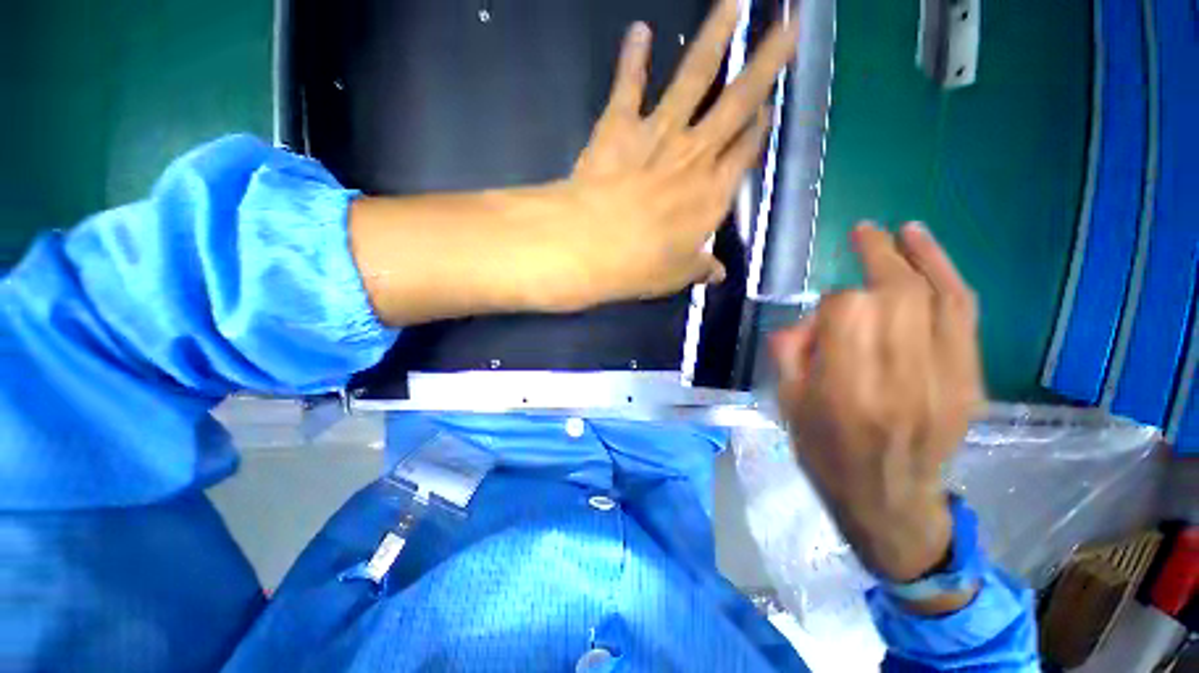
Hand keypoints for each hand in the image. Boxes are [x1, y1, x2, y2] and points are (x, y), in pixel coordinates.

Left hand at [533, 1, 798, 309]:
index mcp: (712, 194)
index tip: (769, 107)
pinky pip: (629, 86)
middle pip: (737, 102)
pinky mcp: (619, 126)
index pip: (745, 153)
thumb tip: (718, 274)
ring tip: (733, 2)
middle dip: (766, 62)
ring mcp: (657, 134)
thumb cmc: (640, 266)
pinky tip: (639, 31)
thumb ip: (700, 269)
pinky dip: (632, 58)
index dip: (758, 131)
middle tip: (789, 26)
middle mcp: (694, 156)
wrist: (592, 245)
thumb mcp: (677, 275)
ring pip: (694, 77)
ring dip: (714, 36)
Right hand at [769, 223, 982, 582]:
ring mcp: (945, 380)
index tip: (824, 310)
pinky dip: (948, 276)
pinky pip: (964, 316)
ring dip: (918, 256)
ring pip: (937, 298)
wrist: (889, 503)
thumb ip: (792, 354)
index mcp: (847, 391)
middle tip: (862, 233)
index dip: (833, 302)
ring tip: (899, 230)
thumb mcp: (789, 406)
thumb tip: (807, 318)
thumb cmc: (827, 455)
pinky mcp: (970, 382)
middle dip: (876, 257)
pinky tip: (929, 252)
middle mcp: (901, 381)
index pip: (848, 314)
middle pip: (896, 297)